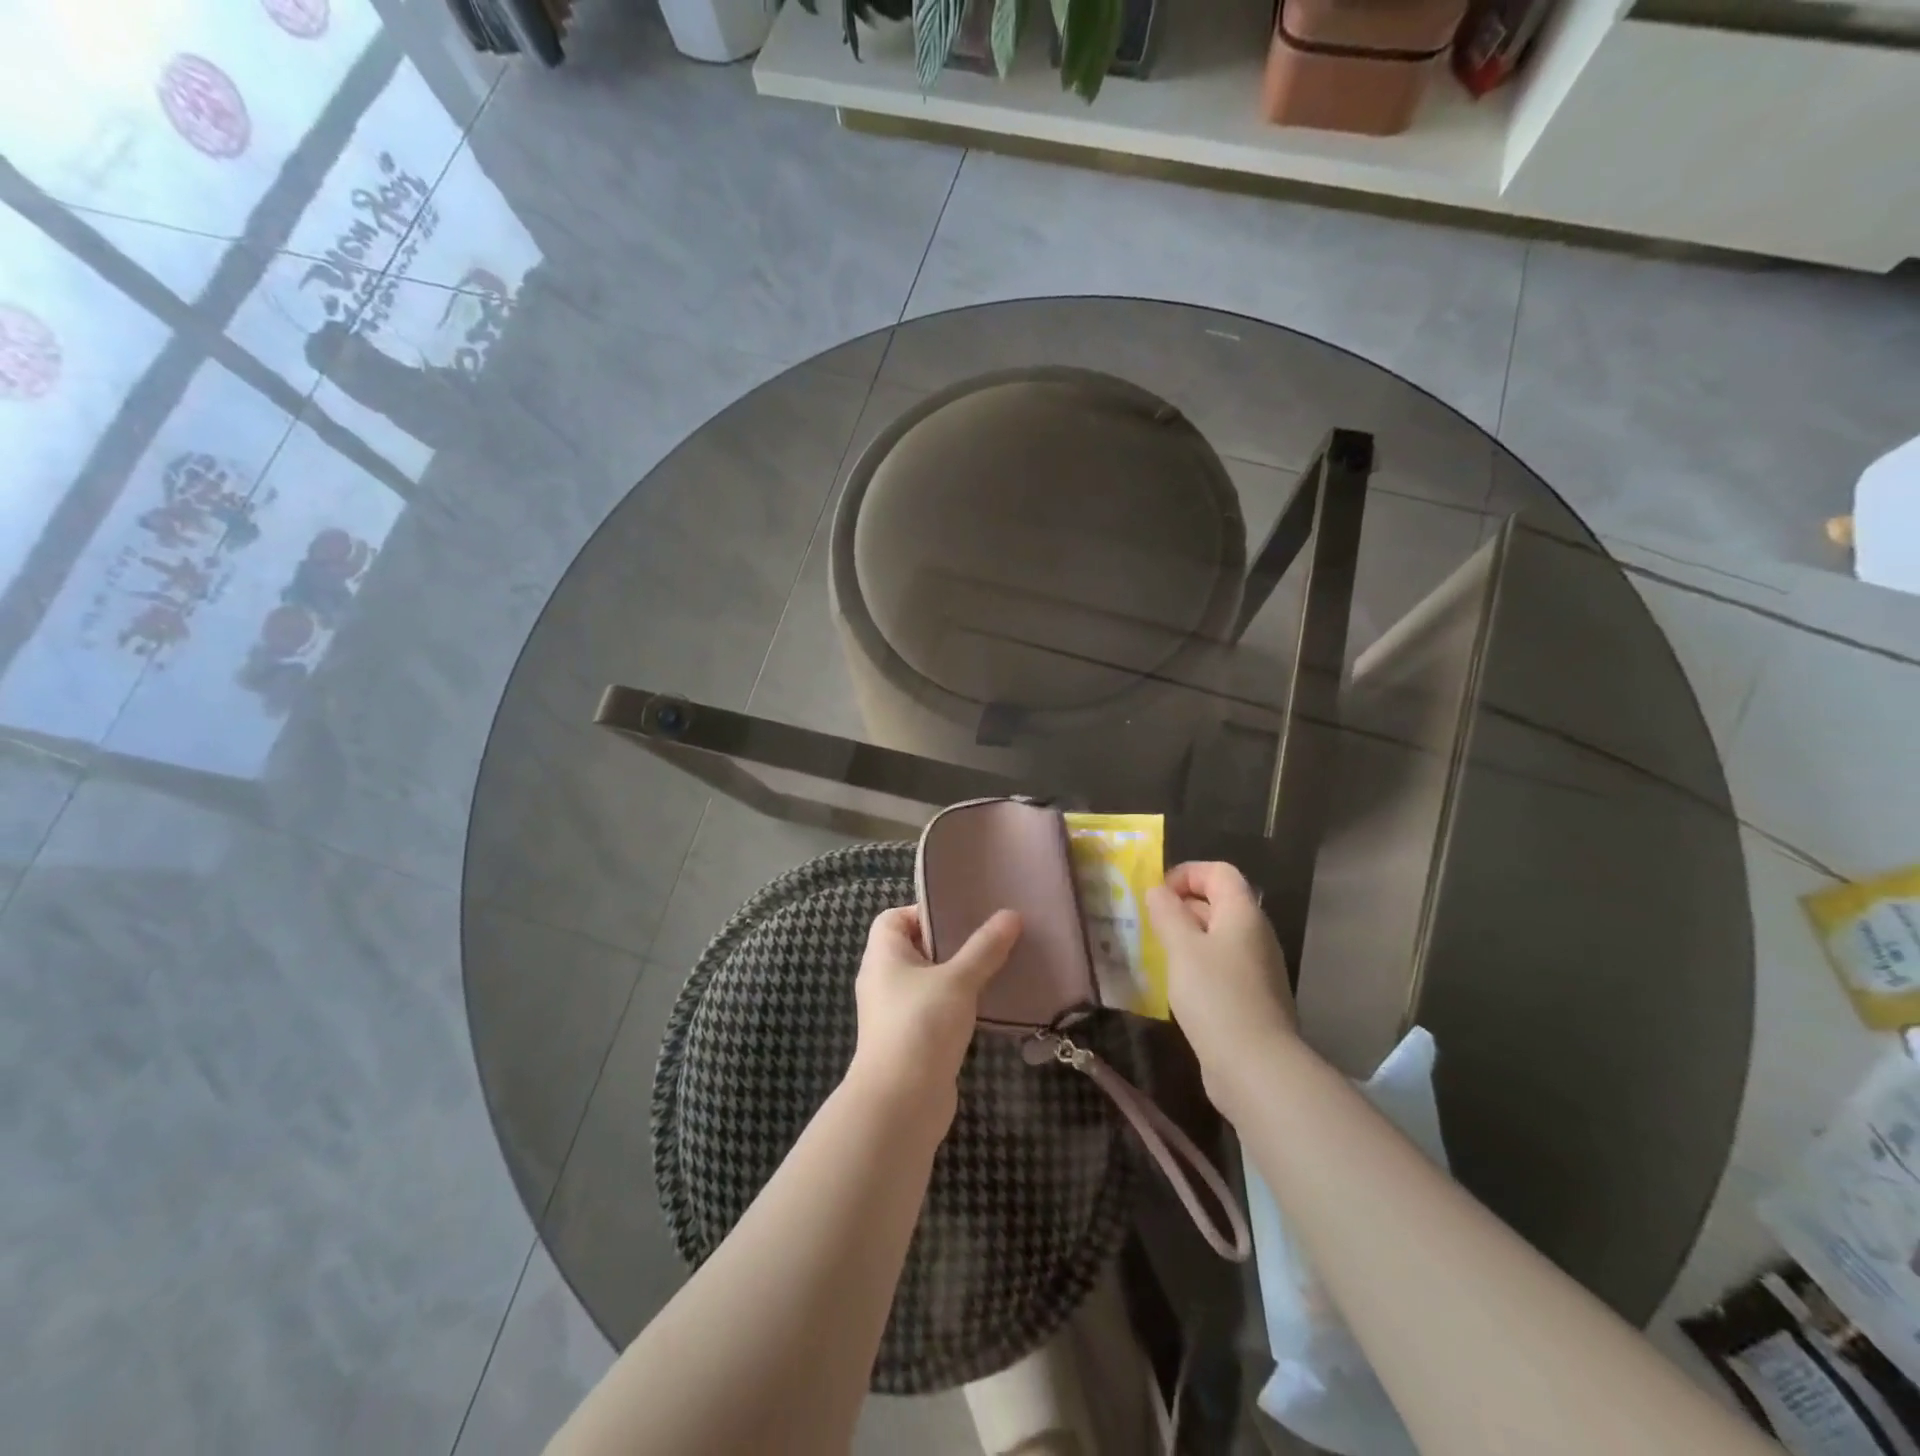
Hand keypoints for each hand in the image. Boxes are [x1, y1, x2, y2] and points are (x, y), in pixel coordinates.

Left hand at [848, 905, 1021, 1123]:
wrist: (900, 1104)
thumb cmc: (921, 1026)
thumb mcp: (958, 980)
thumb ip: (984, 948)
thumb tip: (1011, 915)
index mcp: (883, 955)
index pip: (894, 917)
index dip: (924, 911)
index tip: (962, 915)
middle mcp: (884, 979)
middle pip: (916, 947)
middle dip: (952, 941)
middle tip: (990, 935)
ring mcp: (896, 1012)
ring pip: (930, 980)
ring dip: (959, 974)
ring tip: (997, 964)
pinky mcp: (912, 1039)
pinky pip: (936, 1009)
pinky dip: (958, 1003)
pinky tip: (989, 1002)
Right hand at [1146, 862, 1298, 1104]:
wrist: (1255, 1066)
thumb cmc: (1215, 995)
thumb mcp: (1182, 947)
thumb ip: (1167, 913)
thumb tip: (1157, 891)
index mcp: (1243, 913)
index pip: (1219, 872)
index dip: (1187, 873)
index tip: (1157, 894)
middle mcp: (1255, 934)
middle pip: (1219, 902)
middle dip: (1181, 905)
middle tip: (1148, 922)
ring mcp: (1256, 968)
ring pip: (1217, 936)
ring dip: (1186, 936)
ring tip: (1155, 951)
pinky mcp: (1250, 997)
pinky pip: (1220, 965)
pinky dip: (1196, 964)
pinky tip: (1175, 984)